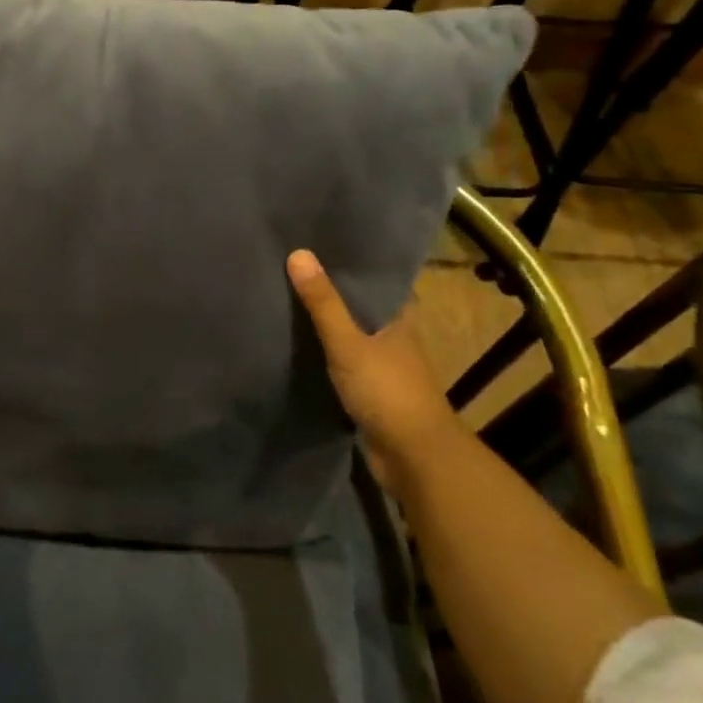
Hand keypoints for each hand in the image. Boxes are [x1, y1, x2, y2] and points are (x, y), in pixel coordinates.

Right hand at [287, 249, 458, 468]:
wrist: (413, 456)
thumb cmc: (387, 391)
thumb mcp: (348, 343)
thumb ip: (323, 303)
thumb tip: (298, 253)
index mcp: (399, 317)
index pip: (376, 280)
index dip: (351, 264)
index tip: (319, 247)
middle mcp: (395, 337)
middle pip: (361, 307)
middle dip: (333, 293)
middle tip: (293, 271)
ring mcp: (384, 366)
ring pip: (352, 336)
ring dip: (328, 325)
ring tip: (288, 302)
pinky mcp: (371, 391)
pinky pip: (344, 363)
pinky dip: (325, 354)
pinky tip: (299, 347)